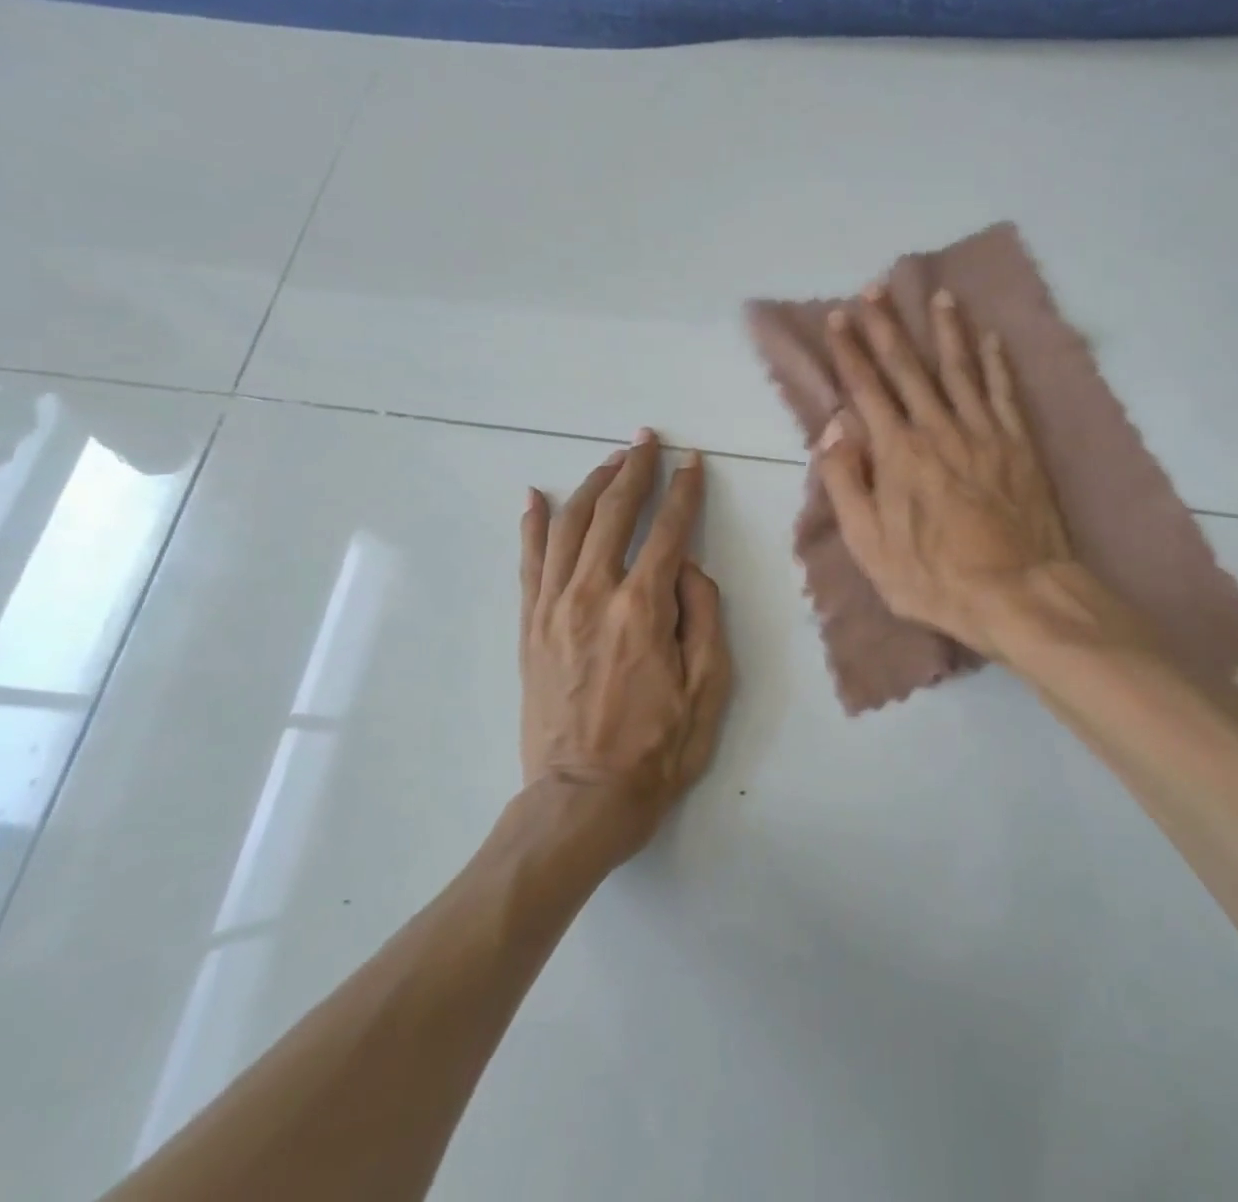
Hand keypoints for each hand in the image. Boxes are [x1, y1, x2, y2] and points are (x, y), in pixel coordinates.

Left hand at [519, 430, 732, 858]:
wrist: (581, 798)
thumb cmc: (657, 748)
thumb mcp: (709, 688)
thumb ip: (704, 616)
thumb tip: (690, 568)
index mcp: (643, 609)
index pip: (668, 531)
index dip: (684, 492)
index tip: (693, 463)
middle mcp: (594, 594)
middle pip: (613, 513)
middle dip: (634, 470)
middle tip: (647, 439)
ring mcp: (554, 607)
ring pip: (569, 526)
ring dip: (591, 485)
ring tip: (610, 460)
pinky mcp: (530, 625)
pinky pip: (528, 561)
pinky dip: (532, 524)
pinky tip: (536, 496)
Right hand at [815, 284, 1074, 658]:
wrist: (1017, 591)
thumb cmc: (933, 576)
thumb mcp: (868, 544)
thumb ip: (845, 482)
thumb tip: (834, 429)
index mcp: (897, 452)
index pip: (866, 388)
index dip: (849, 352)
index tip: (838, 318)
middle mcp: (937, 428)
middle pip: (908, 367)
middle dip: (887, 326)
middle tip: (875, 289)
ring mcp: (982, 431)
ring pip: (959, 368)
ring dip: (945, 330)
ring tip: (939, 297)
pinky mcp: (1018, 443)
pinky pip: (1004, 392)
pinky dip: (997, 362)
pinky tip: (992, 338)